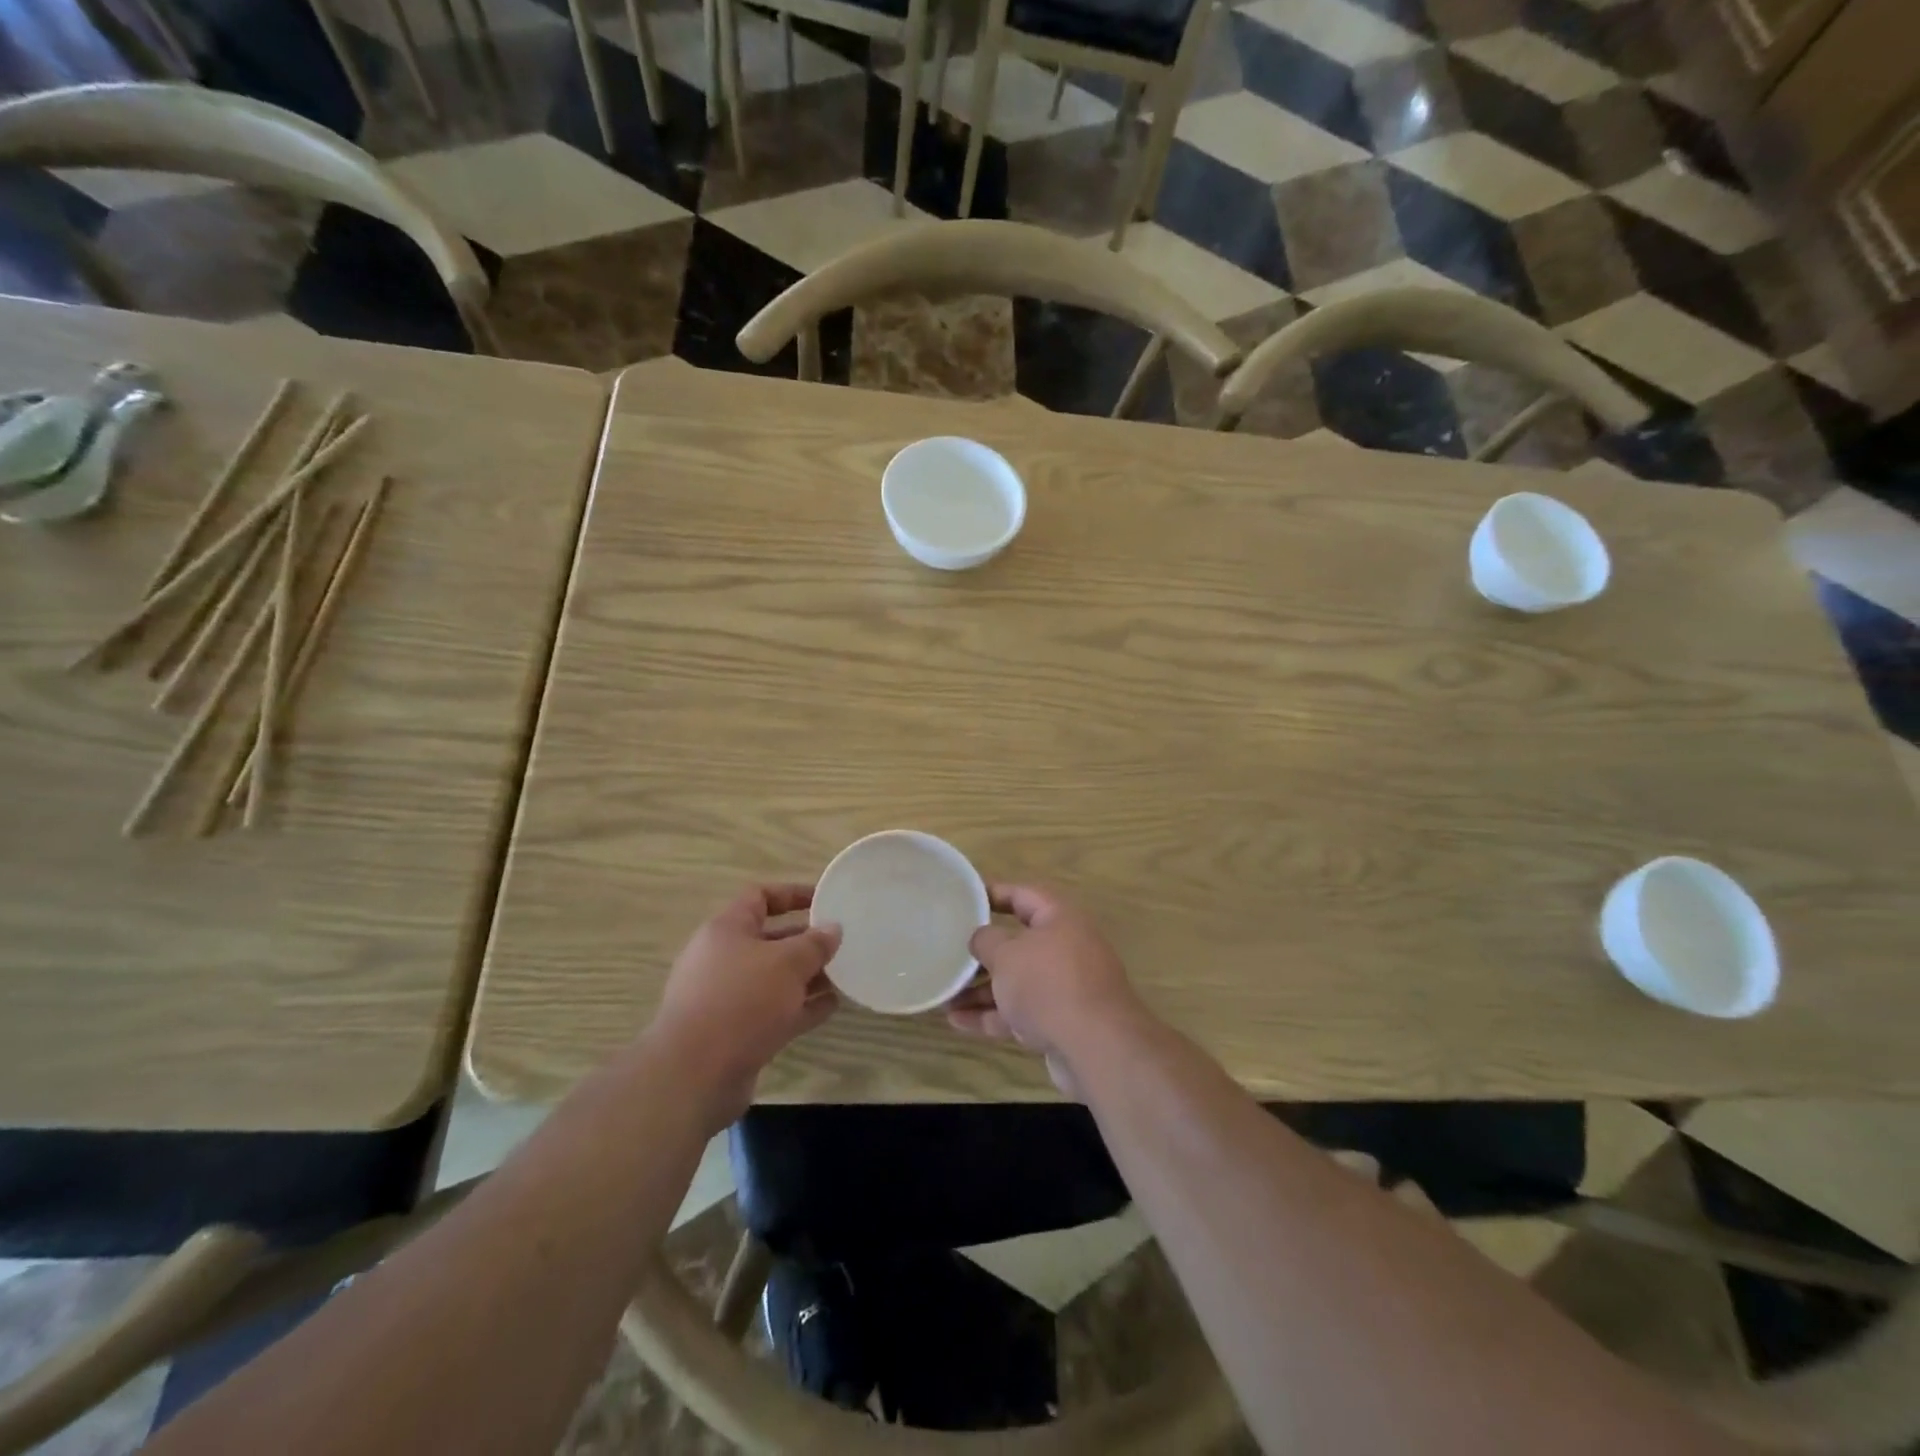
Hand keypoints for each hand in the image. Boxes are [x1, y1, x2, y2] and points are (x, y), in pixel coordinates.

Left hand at [650, 884, 840, 1130]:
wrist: (695, 1075)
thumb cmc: (741, 1001)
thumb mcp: (787, 963)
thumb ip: (814, 944)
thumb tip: (833, 928)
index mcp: (726, 930)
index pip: (759, 897)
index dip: (793, 894)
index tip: (825, 900)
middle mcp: (724, 959)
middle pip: (770, 939)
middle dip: (806, 941)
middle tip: (841, 943)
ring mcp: (728, 998)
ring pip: (775, 978)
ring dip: (807, 977)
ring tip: (844, 975)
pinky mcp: (736, 1033)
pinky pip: (775, 1011)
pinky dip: (802, 1007)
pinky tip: (832, 1007)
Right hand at [947, 884, 1146, 1098]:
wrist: (1096, 1047)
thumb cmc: (1047, 984)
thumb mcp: (1006, 954)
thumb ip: (986, 940)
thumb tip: (981, 937)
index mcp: (1060, 918)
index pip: (1022, 895)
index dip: (992, 893)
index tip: (963, 898)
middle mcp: (1066, 947)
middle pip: (1017, 942)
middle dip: (982, 952)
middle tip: (949, 951)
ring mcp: (1065, 986)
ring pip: (1016, 981)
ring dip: (981, 988)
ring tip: (944, 995)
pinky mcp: (1061, 1021)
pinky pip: (1020, 1011)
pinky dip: (992, 1014)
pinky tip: (957, 1021)